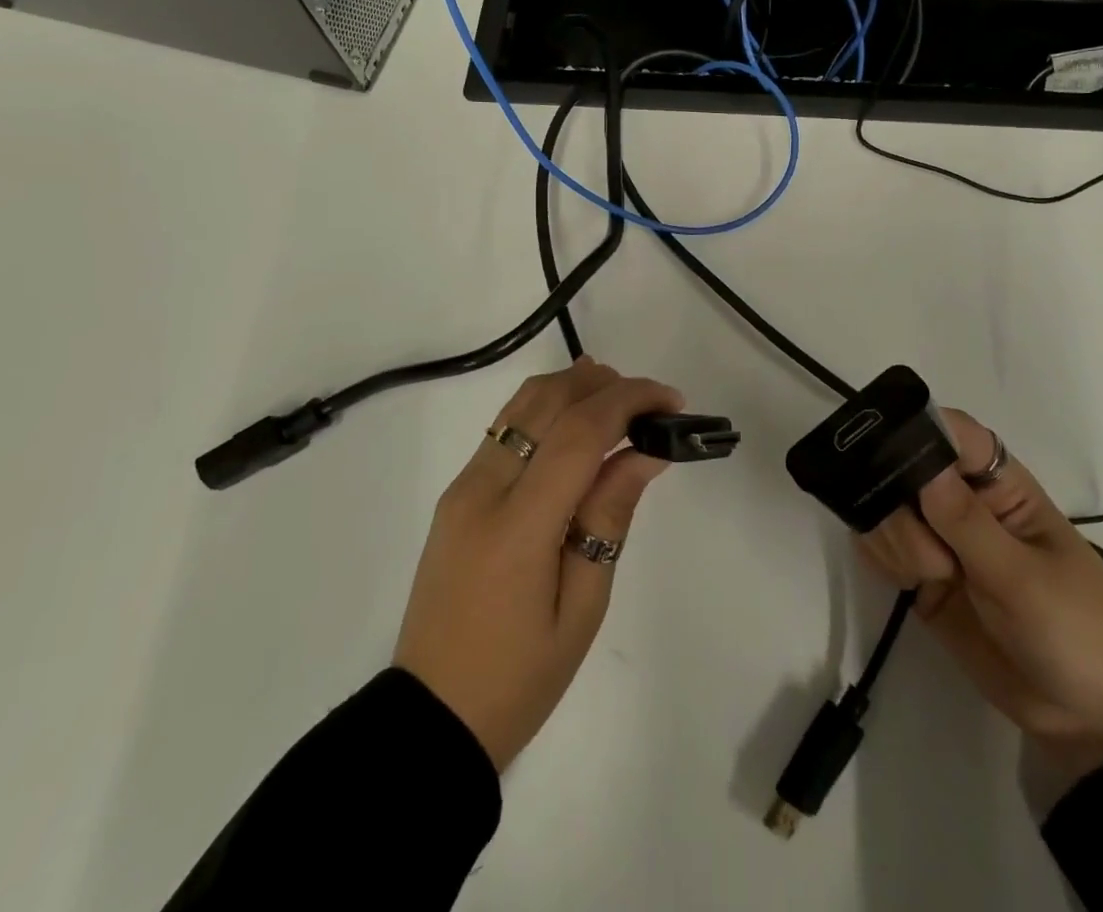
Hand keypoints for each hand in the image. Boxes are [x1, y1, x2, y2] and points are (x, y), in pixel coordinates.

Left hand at [394, 358, 681, 770]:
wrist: (431, 718)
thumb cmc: (519, 679)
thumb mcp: (581, 608)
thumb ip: (609, 517)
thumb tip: (644, 452)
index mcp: (518, 525)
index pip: (579, 433)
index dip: (629, 401)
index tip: (672, 401)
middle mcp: (482, 489)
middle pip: (546, 401)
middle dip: (604, 384)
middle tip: (651, 401)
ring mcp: (462, 486)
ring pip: (521, 405)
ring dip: (572, 387)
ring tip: (620, 400)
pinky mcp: (456, 493)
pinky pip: (506, 429)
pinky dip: (546, 409)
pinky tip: (575, 422)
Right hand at [860, 408, 1102, 787]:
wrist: (1095, 727)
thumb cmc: (1079, 634)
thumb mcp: (1024, 579)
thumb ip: (966, 522)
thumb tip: (918, 463)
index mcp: (1000, 486)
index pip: (952, 433)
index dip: (917, 432)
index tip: (890, 458)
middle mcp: (963, 503)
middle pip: (904, 468)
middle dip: (898, 503)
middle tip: (927, 554)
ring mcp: (940, 540)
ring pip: (885, 508)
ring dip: (892, 537)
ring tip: (925, 577)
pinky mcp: (922, 577)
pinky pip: (881, 547)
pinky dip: (881, 558)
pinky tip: (907, 584)